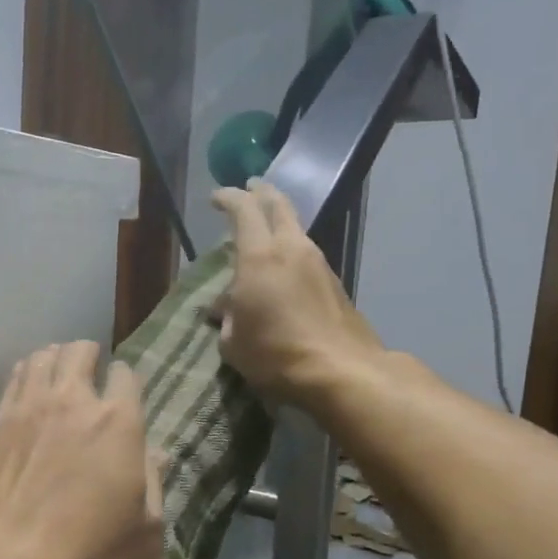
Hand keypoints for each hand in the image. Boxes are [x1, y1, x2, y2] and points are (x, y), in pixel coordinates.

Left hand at [0, 341, 164, 558]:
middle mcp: (73, 401)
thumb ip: (154, 485)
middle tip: (89, 375)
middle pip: (79, 352)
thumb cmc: (87, 555)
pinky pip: (13, 379)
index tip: (123, 393)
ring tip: (57, 377)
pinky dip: (25, 375)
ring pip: (42, 357)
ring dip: (54, 360)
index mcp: (118, 423)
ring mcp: (27, 407)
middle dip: (88, 356)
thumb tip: (158, 454)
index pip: (126, 375)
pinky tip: (26, 391)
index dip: (126, 381)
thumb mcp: (144, 534)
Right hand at [211, 180, 383, 404]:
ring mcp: (318, 263)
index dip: (229, 198)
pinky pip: (306, 255)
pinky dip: (290, 251)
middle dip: (262, 193)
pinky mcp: (334, 282)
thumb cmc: (275, 354)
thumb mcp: (234, 342)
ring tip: (263, 233)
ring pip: (296, 229)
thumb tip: (226, 307)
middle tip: (250, 188)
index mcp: (260, 257)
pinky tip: (282, 270)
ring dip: (279, 224)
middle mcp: (292, 249)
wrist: (340, 370)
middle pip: (279, 205)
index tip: (217, 196)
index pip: (244, 210)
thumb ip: (228, 317)